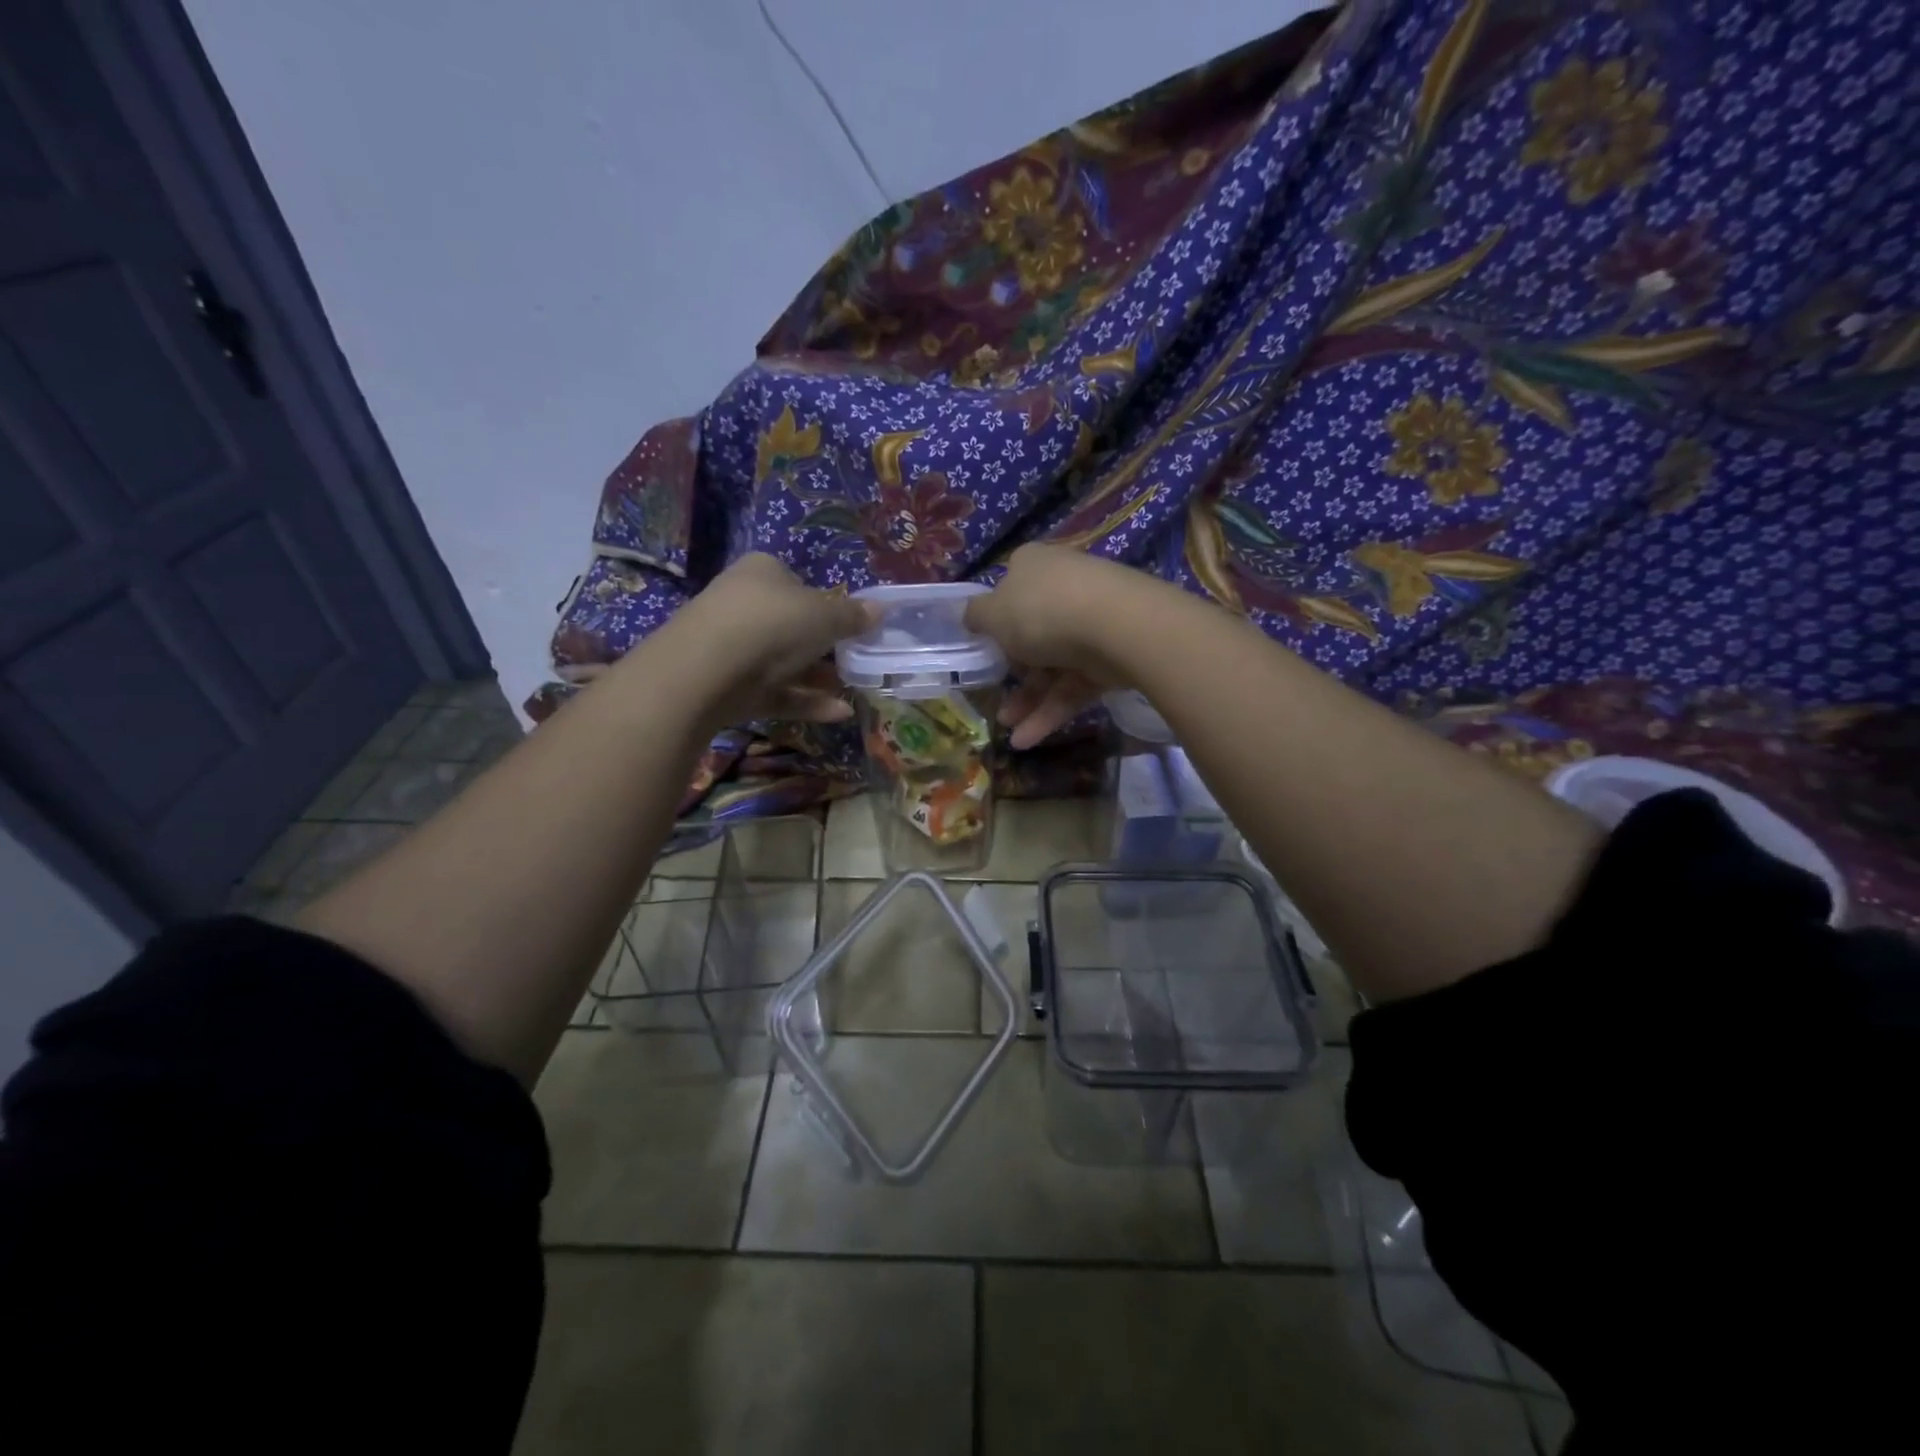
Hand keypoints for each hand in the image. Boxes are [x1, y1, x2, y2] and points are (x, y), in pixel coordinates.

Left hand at [661, 554, 876, 724]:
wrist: (705, 671)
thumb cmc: (771, 624)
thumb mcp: (824, 616)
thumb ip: (853, 616)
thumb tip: (882, 609)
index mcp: (763, 572)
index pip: (798, 583)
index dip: (827, 603)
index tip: (852, 626)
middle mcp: (743, 604)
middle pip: (792, 625)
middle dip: (825, 646)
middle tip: (858, 660)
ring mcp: (733, 647)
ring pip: (784, 663)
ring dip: (819, 677)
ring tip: (856, 689)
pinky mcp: (729, 687)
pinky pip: (775, 692)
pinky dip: (806, 701)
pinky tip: (840, 713)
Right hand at [964, 544, 1162, 749]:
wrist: (1116, 627)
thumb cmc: (1041, 612)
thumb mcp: (993, 613)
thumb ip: (977, 616)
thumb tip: (971, 616)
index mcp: (1033, 566)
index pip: (1010, 588)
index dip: (996, 617)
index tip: (984, 645)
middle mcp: (1063, 588)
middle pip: (1032, 632)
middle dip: (1013, 672)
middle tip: (994, 697)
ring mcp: (1091, 622)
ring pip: (1052, 665)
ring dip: (1028, 701)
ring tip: (1009, 733)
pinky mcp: (1110, 657)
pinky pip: (1074, 685)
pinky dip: (1052, 711)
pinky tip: (1027, 739)